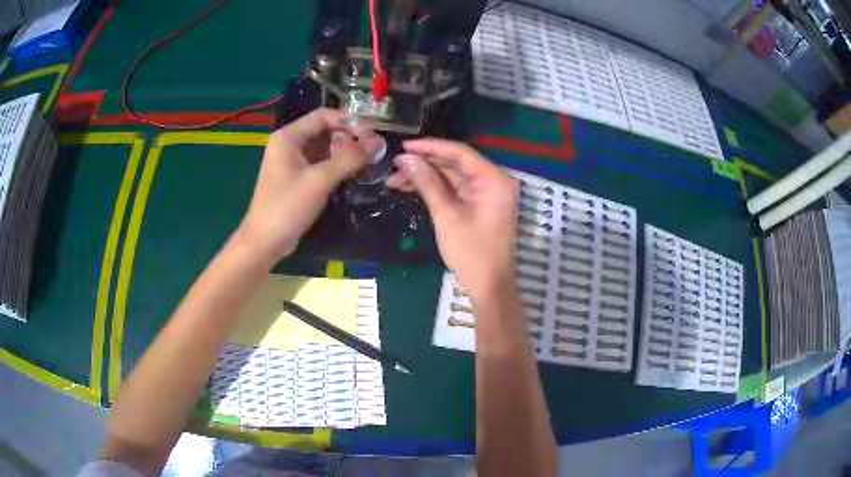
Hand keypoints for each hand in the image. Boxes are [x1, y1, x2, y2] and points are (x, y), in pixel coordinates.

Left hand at [236, 108, 382, 262]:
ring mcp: (293, 162)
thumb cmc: (287, 207)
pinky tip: (353, 172)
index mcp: (289, 136)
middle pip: (326, 130)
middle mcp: (290, 144)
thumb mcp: (319, 180)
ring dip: (345, 152)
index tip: (372, 134)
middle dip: (349, 138)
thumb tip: (378, 142)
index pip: (324, 116)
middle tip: (373, 151)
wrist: (265, 242)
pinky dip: (337, 165)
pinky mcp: (298, 178)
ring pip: (325, 147)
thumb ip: (349, 158)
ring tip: (367, 161)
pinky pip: (321, 163)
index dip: (349, 121)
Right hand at [387, 138, 517, 299]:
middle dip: (424, 164)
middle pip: (455, 164)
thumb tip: (406, 159)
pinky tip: (409, 188)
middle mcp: (492, 181)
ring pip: (451, 177)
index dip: (431, 147)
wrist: (489, 286)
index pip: (460, 153)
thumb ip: (427, 184)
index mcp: (493, 180)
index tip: (404, 146)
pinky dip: (433, 189)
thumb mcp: (447, 216)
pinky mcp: (477, 205)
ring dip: (425, 177)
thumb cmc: (471, 253)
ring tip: (394, 178)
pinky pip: (453, 190)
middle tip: (394, 165)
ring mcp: (485, 194)